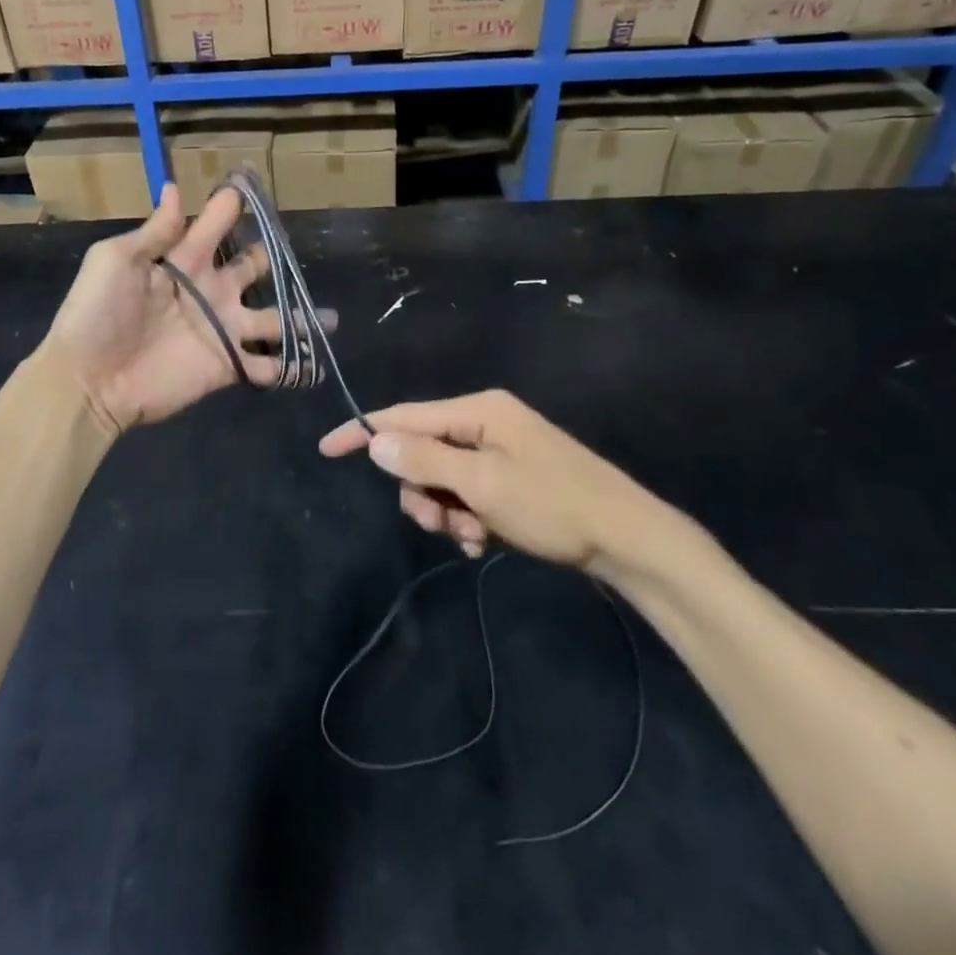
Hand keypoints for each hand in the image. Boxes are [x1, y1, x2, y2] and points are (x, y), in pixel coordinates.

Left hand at [46, 183, 308, 431]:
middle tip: (297, 252)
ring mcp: (222, 330)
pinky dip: (291, 368)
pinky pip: (266, 366)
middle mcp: (210, 291)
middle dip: (273, 259)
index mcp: (184, 260)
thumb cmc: (97, 314)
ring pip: (272, 319)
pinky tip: (316, 366)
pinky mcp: (226, 366)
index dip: (233, 206)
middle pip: (252, 268)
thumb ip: (155, 232)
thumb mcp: (116, 261)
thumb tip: (174, 188)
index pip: (216, 225)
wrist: (89, 380)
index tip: (254, 185)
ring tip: (331, 318)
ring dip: (301, 318)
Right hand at [318, 390, 684, 570]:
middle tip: (439, 523)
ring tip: (470, 538)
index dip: (364, 432)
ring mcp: (499, 452)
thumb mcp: (481, 484)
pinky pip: (467, 495)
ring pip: (442, 480)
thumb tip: (376, 442)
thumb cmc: (553, 504)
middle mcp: (485, 424)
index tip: (326, 448)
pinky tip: (483, 542)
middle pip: (422, 453)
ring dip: (445, 512)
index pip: (405, 416)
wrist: (628, 538)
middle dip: (421, 491)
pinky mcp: (510, 480)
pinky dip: (466, 519)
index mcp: (478, 411)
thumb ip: (425, 461)